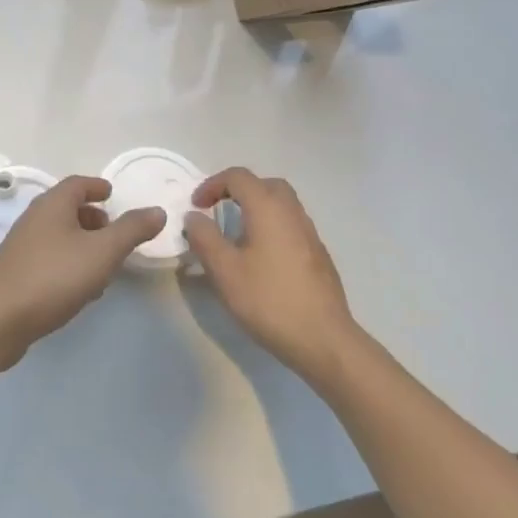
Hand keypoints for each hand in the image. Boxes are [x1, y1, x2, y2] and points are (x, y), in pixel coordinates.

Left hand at [0, 176, 164, 370]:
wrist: (1, 318)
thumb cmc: (55, 276)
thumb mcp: (103, 252)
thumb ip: (131, 230)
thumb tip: (157, 211)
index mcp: (52, 205)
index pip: (77, 184)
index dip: (96, 187)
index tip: (112, 194)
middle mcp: (33, 219)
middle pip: (66, 208)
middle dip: (92, 217)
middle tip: (114, 232)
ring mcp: (22, 246)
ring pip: (58, 235)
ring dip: (82, 243)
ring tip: (105, 264)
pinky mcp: (16, 273)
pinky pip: (49, 258)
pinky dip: (69, 262)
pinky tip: (82, 288)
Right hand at [183, 168, 362, 385]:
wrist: (323, 339)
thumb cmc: (268, 300)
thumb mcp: (224, 270)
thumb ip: (204, 237)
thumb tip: (194, 217)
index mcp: (268, 209)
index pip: (239, 177)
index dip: (212, 184)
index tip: (196, 206)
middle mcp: (292, 213)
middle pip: (265, 184)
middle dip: (238, 190)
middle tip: (218, 210)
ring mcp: (310, 234)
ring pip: (281, 204)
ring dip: (256, 208)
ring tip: (235, 234)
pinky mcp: (318, 255)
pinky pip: (290, 225)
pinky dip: (270, 226)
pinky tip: (260, 257)